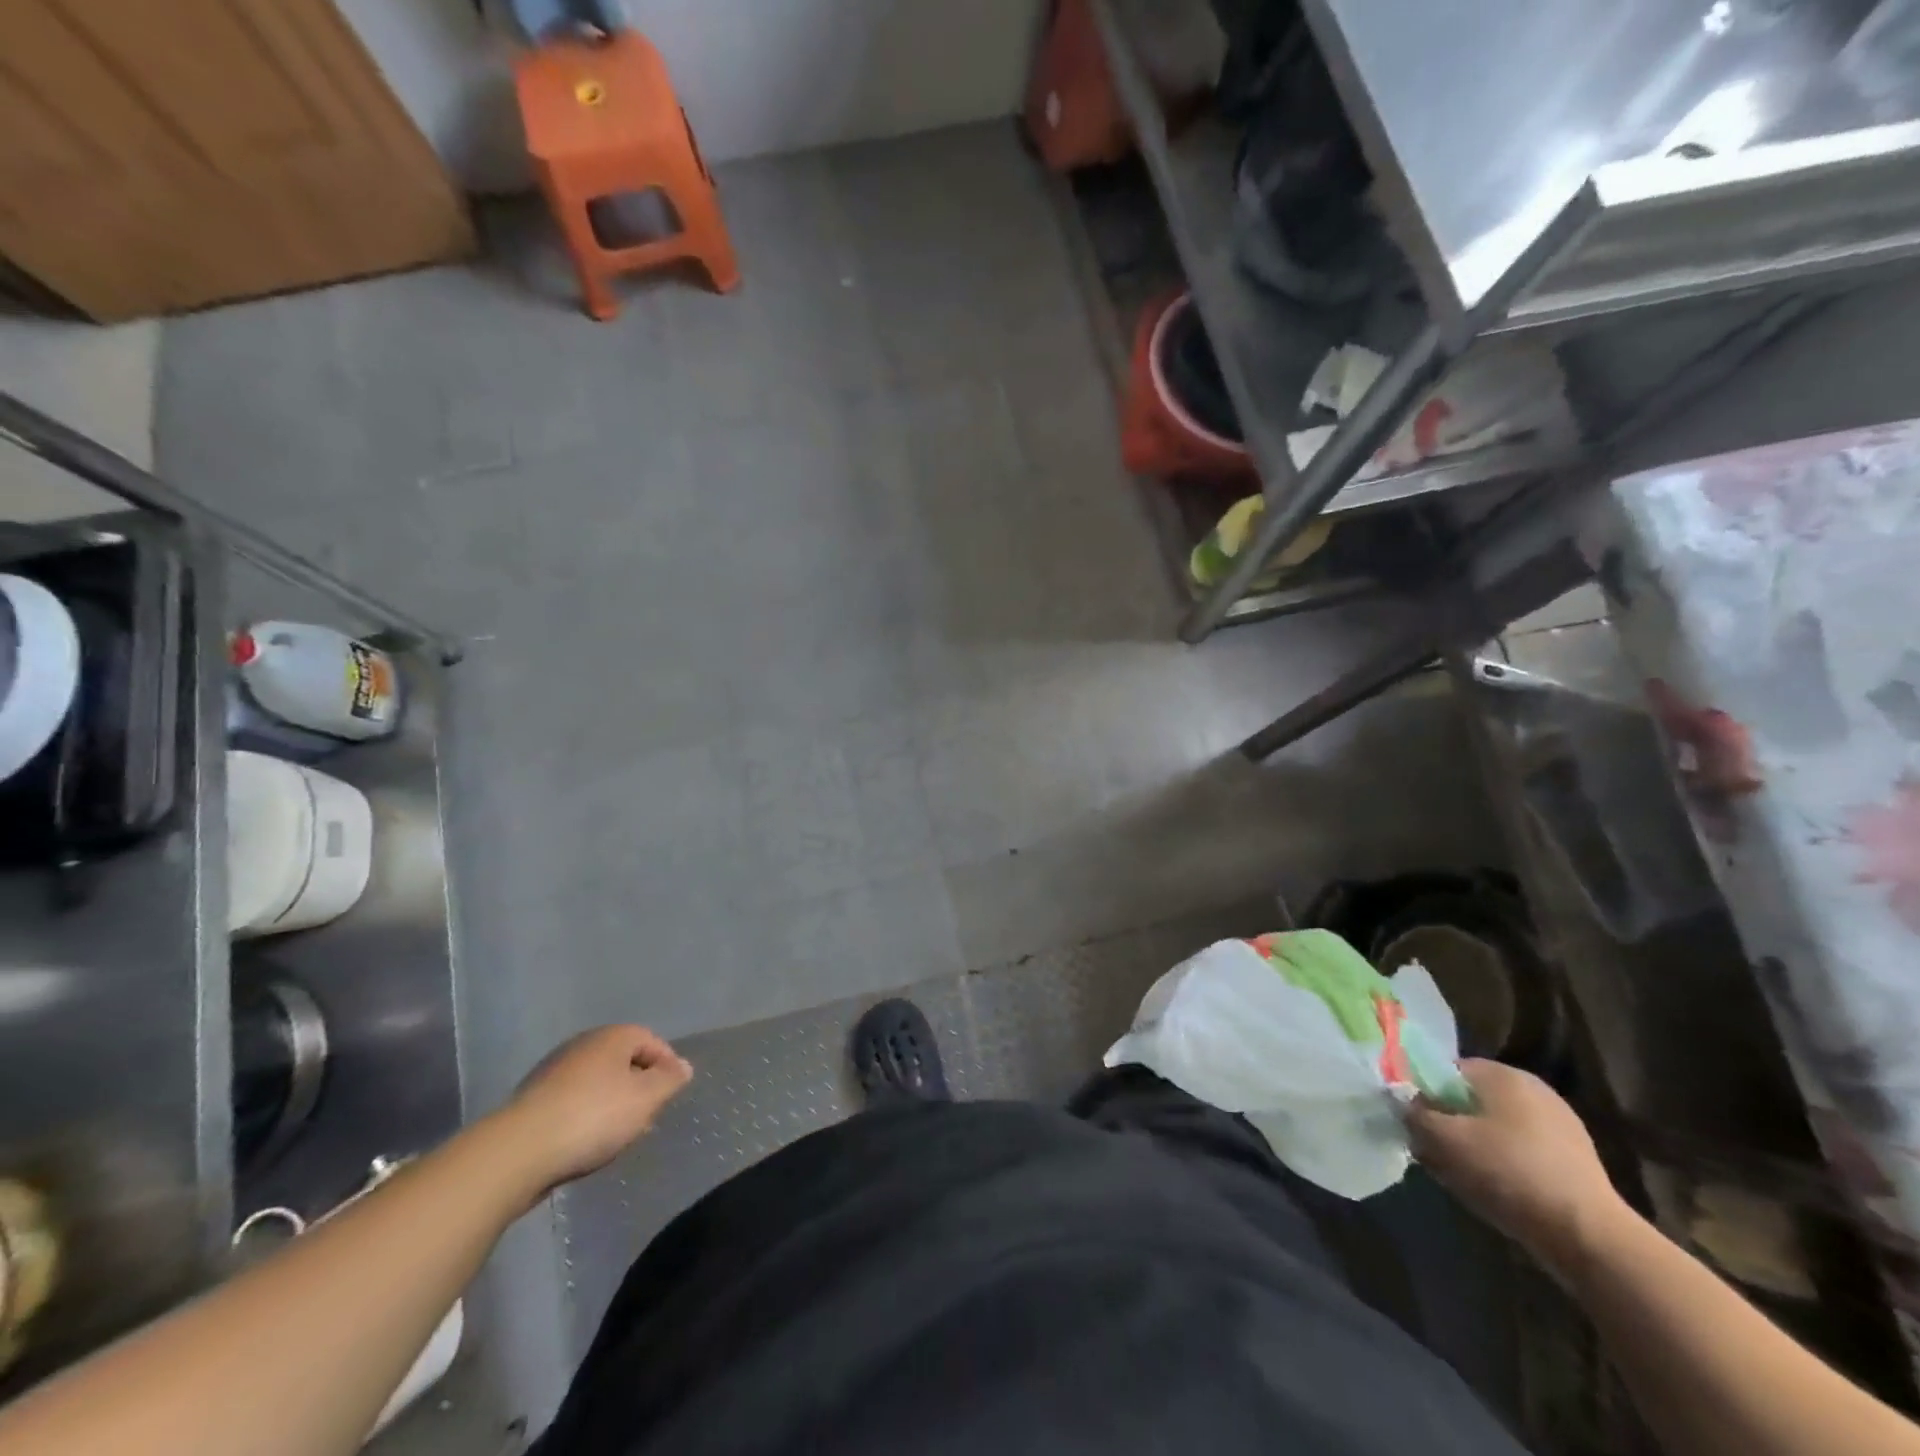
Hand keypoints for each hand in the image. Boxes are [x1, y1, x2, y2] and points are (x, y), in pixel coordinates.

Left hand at [496, 1025, 691, 1195]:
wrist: (518, 1152)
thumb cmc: (593, 1117)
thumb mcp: (646, 1098)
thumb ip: (669, 1080)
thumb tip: (683, 1067)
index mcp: (612, 1036)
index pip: (651, 1040)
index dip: (667, 1065)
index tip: (671, 1095)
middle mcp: (582, 1045)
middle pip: (623, 1061)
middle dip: (639, 1086)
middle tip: (648, 1116)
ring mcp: (553, 1072)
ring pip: (597, 1082)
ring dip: (612, 1103)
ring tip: (618, 1134)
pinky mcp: (533, 1101)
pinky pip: (572, 1102)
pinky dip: (586, 1116)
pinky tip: (586, 1142)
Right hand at [1407, 1059, 1630, 1279]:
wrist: (1590, 1238)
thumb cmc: (1507, 1172)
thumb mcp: (1442, 1139)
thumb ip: (1413, 1112)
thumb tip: (1402, 1102)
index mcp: (1502, 1074)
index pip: (1445, 1070)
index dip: (1423, 1094)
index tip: (1415, 1124)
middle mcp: (1533, 1089)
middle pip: (1470, 1099)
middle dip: (1449, 1122)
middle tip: (1434, 1152)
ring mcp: (1561, 1125)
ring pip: (1496, 1126)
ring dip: (1475, 1145)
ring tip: (1464, 1176)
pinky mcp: (1576, 1160)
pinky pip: (1522, 1151)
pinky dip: (1504, 1164)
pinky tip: (1498, 1191)